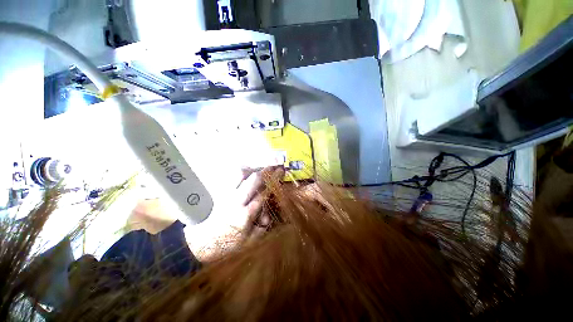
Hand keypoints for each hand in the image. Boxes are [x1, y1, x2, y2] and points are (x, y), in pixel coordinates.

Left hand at [188, 166, 283, 260]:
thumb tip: (268, 215)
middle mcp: (235, 200)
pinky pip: (230, 176)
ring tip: (259, 166)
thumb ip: (262, 228)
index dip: (274, 180)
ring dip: (252, 168)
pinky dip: (240, 171)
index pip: (264, 193)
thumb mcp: (250, 242)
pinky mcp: (219, 192)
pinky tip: (246, 170)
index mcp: (245, 214)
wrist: (202, 243)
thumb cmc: (228, 245)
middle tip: (274, 166)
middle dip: (266, 171)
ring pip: (239, 174)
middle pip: (253, 180)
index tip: (281, 171)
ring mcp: (225, 194)